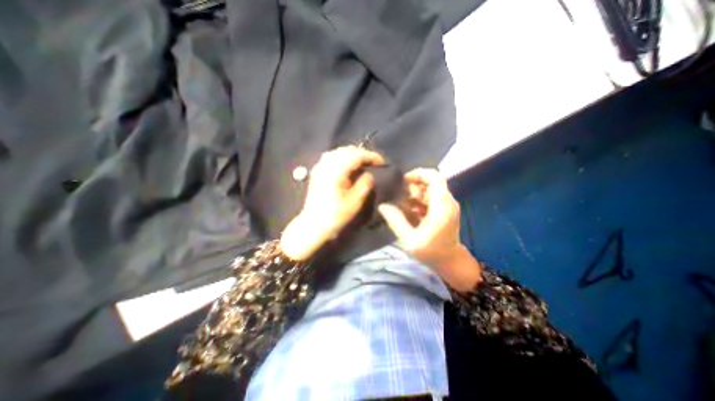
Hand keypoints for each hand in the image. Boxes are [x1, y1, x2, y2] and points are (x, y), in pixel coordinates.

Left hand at [281, 146, 385, 259]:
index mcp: (336, 172)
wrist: (314, 224)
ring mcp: (320, 167)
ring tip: (363, 163)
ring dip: (353, 155)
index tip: (382, 162)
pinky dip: (343, 158)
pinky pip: (332, 157)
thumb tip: (368, 173)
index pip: (356, 155)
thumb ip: (365, 183)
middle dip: (363, 154)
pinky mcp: (317, 171)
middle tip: (374, 163)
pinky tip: (348, 166)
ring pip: (339, 152)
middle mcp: (326, 165)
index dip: (371, 156)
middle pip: (347, 150)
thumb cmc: (335, 215)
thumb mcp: (355, 202)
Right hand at [376, 168, 481, 292]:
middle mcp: (447, 202)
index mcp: (442, 206)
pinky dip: (419, 200)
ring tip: (404, 205)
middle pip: (432, 182)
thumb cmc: (431, 252)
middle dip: (414, 186)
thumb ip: (396, 221)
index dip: (419, 174)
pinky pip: (431, 197)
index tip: (404, 180)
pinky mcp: (445, 209)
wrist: (451, 262)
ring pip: (431, 189)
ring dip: (416, 193)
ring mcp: (447, 205)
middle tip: (401, 196)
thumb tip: (382, 206)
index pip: (435, 177)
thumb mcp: (409, 240)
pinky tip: (410, 210)